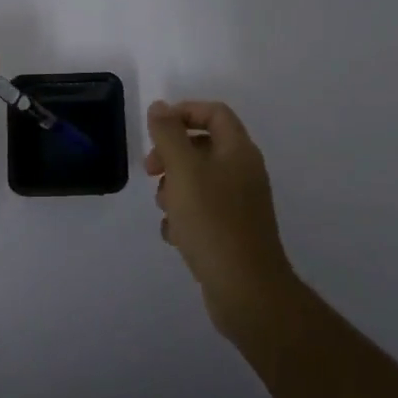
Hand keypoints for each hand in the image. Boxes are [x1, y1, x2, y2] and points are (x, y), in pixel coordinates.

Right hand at [145, 99, 296, 336]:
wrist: (246, 290)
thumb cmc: (213, 222)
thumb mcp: (183, 171)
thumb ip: (168, 135)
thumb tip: (160, 107)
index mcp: (239, 151)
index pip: (214, 112)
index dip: (184, 113)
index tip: (156, 130)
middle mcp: (244, 171)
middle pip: (203, 145)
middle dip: (172, 154)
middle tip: (151, 170)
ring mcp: (240, 203)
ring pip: (199, 180)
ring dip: (174, 188)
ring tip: (165, 209)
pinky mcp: (233, 231)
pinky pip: (203, 210)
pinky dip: (185, 216)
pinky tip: (175, 235)